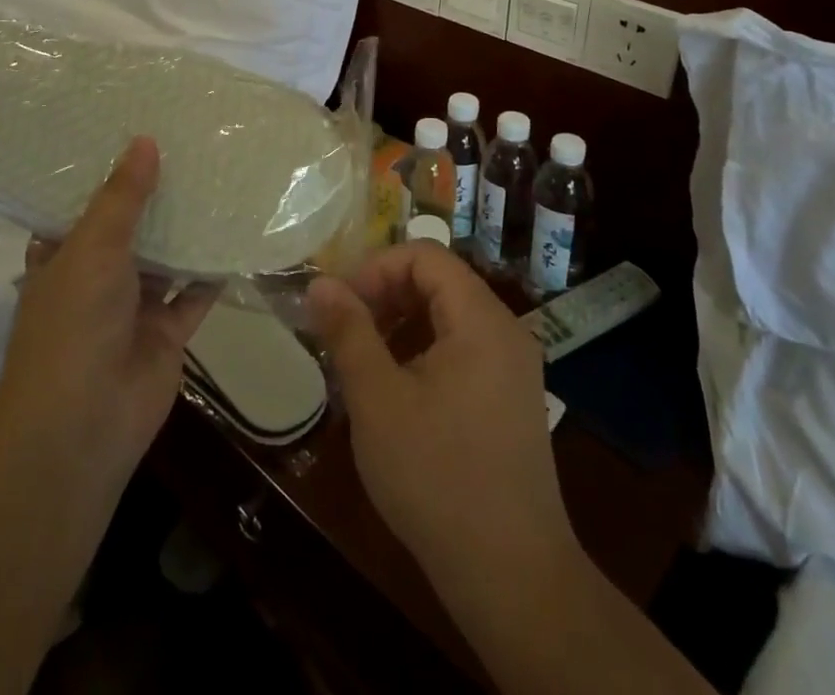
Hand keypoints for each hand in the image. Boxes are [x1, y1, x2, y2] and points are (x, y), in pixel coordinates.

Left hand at [0, 136, 214, 503]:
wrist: (84, 423)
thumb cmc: (74, 323)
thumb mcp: (92, 247)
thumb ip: (122, 197)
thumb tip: (144, 140)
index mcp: (63, 257)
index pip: (82, 205)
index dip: (106, 173)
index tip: (135, 133)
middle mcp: (97, 278)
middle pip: (130, 228)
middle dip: (155, 197)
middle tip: (190, 147)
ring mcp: (133, 307)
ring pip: (165, 259)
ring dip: (186, 230)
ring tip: (219, 179)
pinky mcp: (167, 332)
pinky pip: (195, 293)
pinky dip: (213, 271)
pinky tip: (238, 234)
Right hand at [307, 245, 578, 581]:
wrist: (513, 578)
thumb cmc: (438, 478)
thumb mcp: (378, 400)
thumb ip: (348, 332)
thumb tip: (320, 283)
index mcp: (482, 319)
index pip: (425, 256)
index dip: (377, 268)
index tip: (339, 304)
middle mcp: (506, 331)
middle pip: (439, 282)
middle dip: (385, 296)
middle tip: (344, 332)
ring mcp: (513, 367)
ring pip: (448, 317)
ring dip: (401, 325)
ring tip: (362, 362)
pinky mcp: (510, 399)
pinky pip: (462, 350)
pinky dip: (423, 353)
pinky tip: (395, 391)